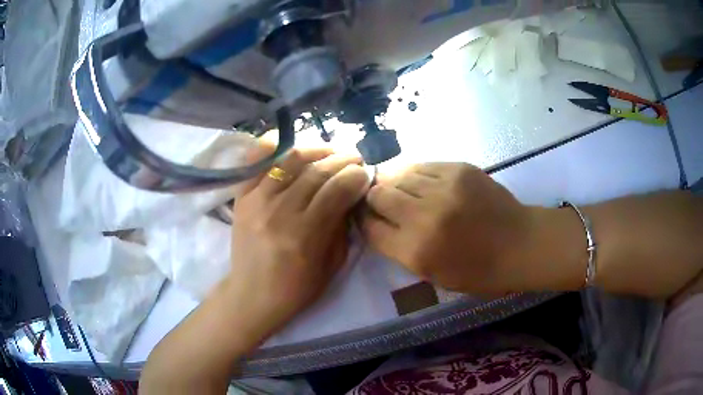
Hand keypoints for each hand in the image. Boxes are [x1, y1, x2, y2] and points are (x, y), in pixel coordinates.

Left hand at [228, 146, 370, 337]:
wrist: (252, 294)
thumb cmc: (297, 289)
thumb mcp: (332, 265)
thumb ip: (342, 226)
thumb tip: (350, 193)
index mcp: (304, 235)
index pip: (337, 190)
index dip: (356, 176)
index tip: (365, 173)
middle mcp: (279, 212)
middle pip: (317, 171)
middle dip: (342, 160)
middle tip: (354, 158)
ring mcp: (256, 200)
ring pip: (291, 159)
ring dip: (317, 149)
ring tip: (330, 151)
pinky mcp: (242, 196)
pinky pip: (258, 160)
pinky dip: (275, 146)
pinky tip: (293, 147)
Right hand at [362, 163, 535, 295]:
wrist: (520, 244)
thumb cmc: (479, 271)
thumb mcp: (433, 275)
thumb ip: (401, 250)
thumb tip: (379, 223)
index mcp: (417, 251)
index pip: (370, 229)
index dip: (365, 222)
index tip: (369, 219)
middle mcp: (424, 216)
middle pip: (378, 195)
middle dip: (375, 200)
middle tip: (384, 203)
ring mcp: (443, 188)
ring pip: (398, 175)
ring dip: (395, 184)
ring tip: (404, 191)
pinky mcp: (458, 169)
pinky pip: (422, 165)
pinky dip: (416, 174)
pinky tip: (423, 183)